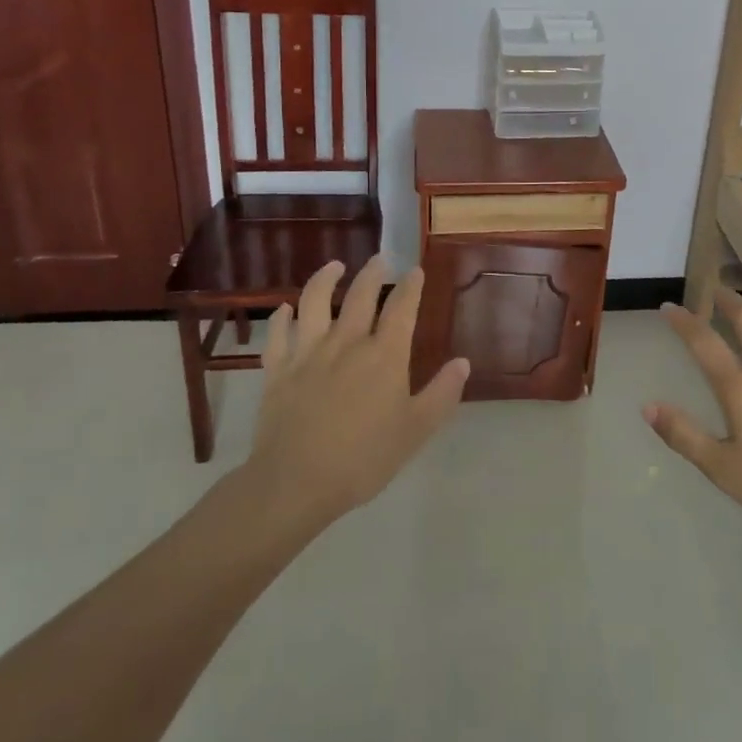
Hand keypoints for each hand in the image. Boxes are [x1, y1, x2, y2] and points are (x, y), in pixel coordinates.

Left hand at [246, 257, 469, 525]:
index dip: (410, 287)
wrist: (296, 482)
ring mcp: (308, 352)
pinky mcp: (278, 369)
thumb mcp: (415, 431)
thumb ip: (441, 394)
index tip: (415, 271)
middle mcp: (348, 342)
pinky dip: (281, 318)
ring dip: (325, 279)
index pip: (401, 308)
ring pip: (316, 301)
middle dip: (373, 273)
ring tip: (334, 266)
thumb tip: (463, 362)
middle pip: (361, 295)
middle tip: (380, 259)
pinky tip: (285, 310)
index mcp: (384, 355)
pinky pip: (278, 335)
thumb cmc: (363, 459)